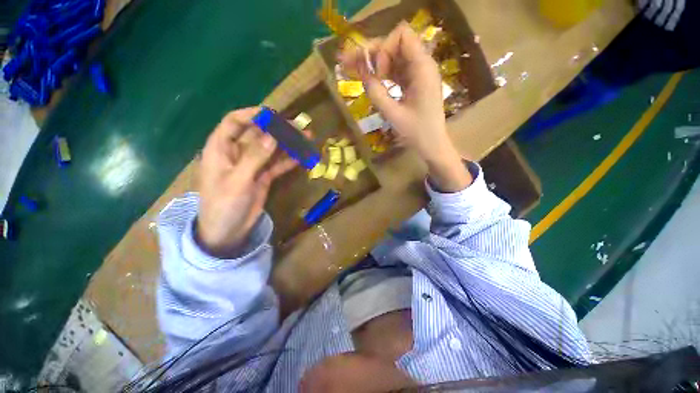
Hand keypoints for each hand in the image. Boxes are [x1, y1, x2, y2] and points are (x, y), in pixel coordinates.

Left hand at [196, 107, 295, 257]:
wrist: (227, 232)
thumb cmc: (224, 205)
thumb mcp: (238, 181)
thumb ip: (255, 158)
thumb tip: (272, 136)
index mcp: (221, 149)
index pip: (235, 122)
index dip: (253, 115)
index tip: (274, 115)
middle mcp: (237, 153)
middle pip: (259, 135)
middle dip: (278, 130)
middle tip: (299, 128)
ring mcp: (252, 165)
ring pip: (271, 150)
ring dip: (288, 145)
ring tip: (307, 139)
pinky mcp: (262, 177)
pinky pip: (277, 165)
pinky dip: (288, 161)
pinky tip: (301, 157)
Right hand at [339, 22, 470, 191]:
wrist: (432, 144)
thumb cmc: (417, 132)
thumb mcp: (393, 114)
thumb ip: (376, 93)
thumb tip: (361, 73)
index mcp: (422, 68)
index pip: (401, 36)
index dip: (384, 49)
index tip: (377, 74)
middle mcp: (422, 65)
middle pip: (395, 44)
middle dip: (373, 52)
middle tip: (349, 62)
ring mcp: (418, 73)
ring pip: (393, 56)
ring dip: (374, 62)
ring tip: (354, 69)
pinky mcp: (413, 82)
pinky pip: (396, 69)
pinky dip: (381, 72)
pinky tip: (370, 79)